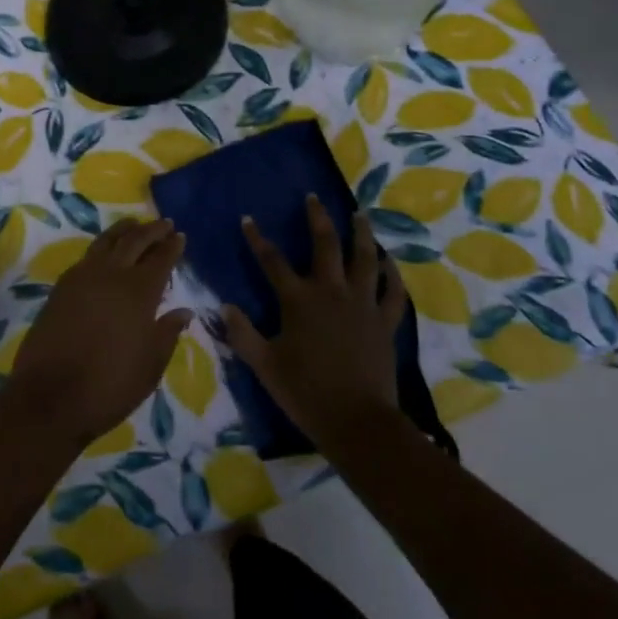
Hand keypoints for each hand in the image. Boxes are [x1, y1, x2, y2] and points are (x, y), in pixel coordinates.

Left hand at [4, 217, 191, 448]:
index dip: (172, 246)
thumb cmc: (109, 385)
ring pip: (106, 241)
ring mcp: (82, 278)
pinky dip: (101, 246)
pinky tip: (104, 252)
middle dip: (152, 230)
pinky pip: (87, 256)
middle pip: (134, 241)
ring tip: (133, 224)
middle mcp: (111, 275)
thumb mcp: (150, 366)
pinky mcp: (61, 288)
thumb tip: (183, 311)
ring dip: (123, 230)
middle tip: (164, 223)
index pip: (160, 259)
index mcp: (139, 292)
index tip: (180, 235)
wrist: (49, 397)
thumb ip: (167, 333)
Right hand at [222, 197, 406, 446]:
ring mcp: (362, 304)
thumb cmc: (305, 392)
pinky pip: (393, 292)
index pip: (272, 261)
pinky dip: (393, 275)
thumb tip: (224, 306)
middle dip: (317, 218)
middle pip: (325, 245)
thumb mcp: (264, 365)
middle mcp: (331, 292)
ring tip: (359, 214)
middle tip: (314, 198)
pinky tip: (390, 262)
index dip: (257, 239)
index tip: (248, 219)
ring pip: (364, 259)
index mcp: (299, 300)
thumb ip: (242, 333)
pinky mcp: (384, 322)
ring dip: (361, 234)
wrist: (356, 421)